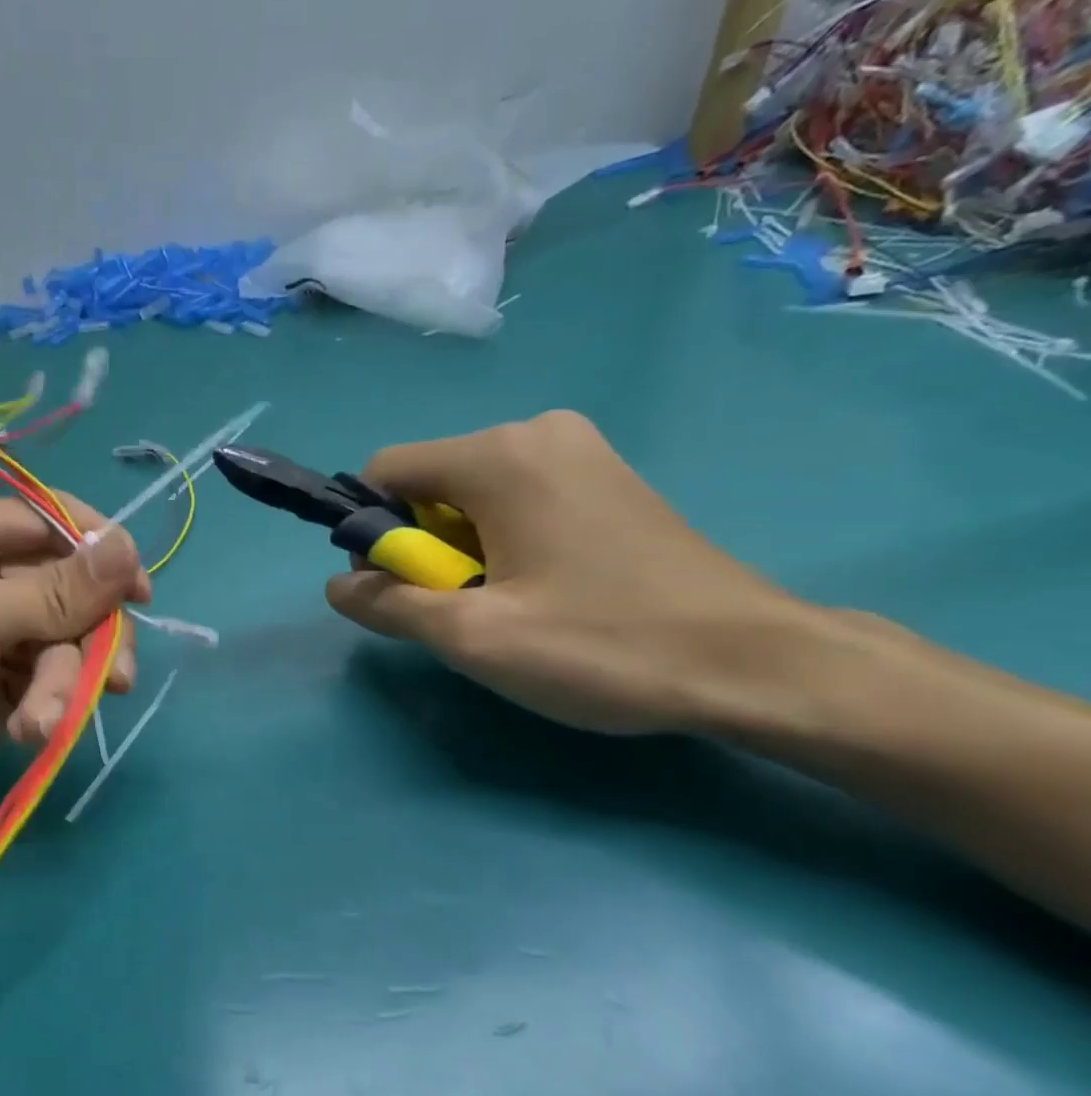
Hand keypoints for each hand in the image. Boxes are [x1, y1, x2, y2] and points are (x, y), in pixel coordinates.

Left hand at [0, 496, 149, 873]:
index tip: (138, 590)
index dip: (96, 548)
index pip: (45, 520)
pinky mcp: (4, 692)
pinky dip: (53, 706)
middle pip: (68, 586)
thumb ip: (51, 590)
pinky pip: (54, 682)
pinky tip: (34, 733)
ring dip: (66, 681)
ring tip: (42, 720)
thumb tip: (130, 546)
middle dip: (87, 632)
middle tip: (112, 673)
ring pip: (68, 640)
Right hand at [326, 410, 804, 734]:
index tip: (406, 590)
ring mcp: (581, 450)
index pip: (384, 472)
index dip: (373, 534)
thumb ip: (388, 604)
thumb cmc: (603, 644)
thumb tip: (336, 587)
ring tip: (511, 605)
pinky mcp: (609, 477)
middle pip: (430, 483)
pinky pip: (520, 498)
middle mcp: (536, 432)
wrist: (759, 664)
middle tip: (467, 609)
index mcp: (498, 454)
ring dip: (465, 549)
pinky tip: (547, 589)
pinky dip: (506, 540)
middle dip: (424, 546)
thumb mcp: (473, 637)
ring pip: (474, 494)